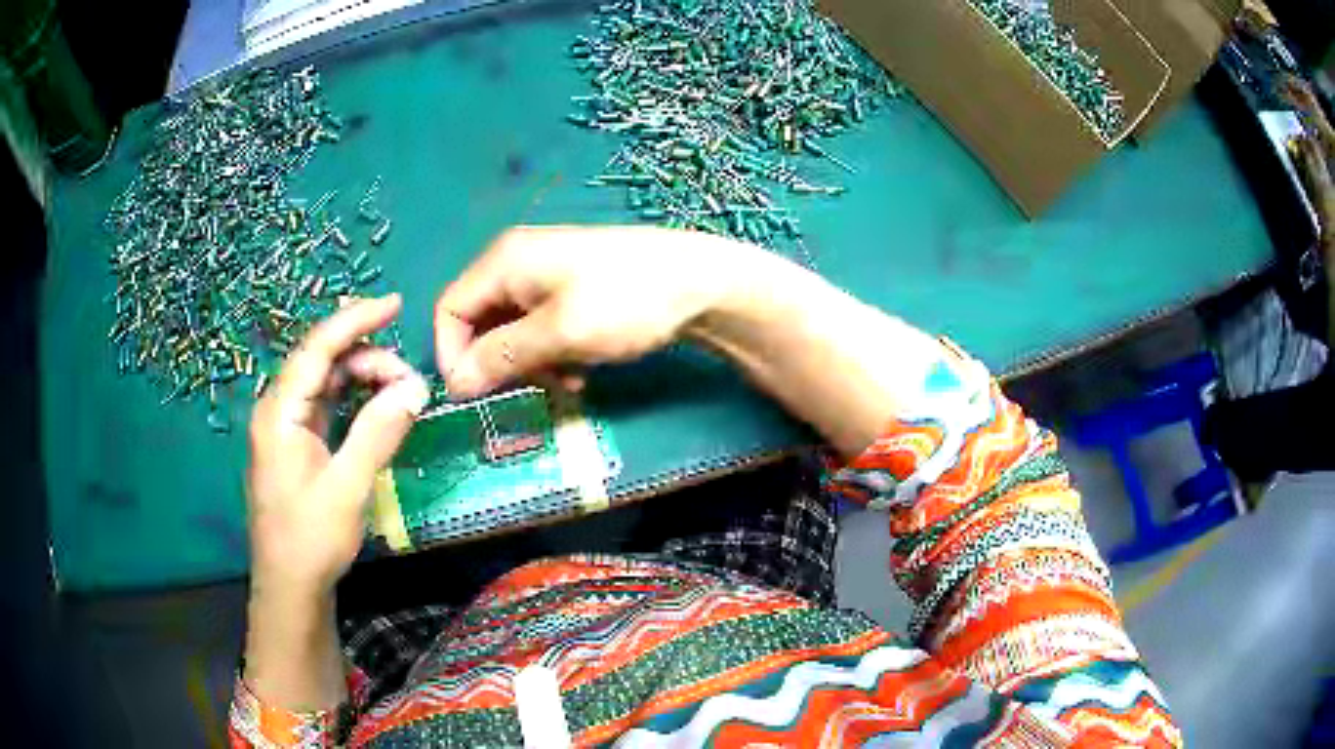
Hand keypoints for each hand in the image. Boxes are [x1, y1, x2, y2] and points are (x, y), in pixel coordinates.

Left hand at [246, 294, 430, 593]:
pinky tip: (378, 407)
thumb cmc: (311, 538)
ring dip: (363, 380)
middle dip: (367, 358)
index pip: (317, 349)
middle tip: (410, 379)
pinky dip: (354, 400)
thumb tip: (414, 388)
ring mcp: (286, 427)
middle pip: (322, 362)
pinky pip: (326, 406)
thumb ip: (378, 432)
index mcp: (280, 413)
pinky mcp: (297, 444)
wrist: (290, 585)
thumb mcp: (348, 487)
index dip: (355, 321)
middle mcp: (278, 410)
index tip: (394, 304)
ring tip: (401, 394)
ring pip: (326, 383)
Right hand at [434, 226, 757, 396]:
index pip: (449, 308)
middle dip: (496, 362)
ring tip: (564, 383)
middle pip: (478, 320)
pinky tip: (578, 372)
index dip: (451, 353)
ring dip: (527, 363)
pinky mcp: (569, 290)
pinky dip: (549, 353)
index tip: (473, 394)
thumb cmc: (625, 301)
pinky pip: (539, 328)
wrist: (699, 282)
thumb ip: (502, 356)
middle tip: (527, 390)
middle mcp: (516, 263)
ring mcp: (544, 275)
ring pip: (510, 329)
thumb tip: (455, 383)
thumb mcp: (559, 333)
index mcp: (504, 261)